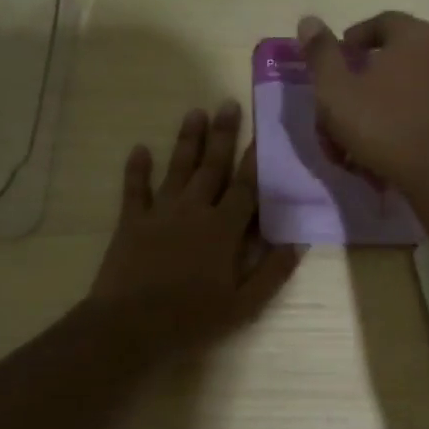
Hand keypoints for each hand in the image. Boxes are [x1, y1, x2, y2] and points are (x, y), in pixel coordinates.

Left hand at [89, 101, 301, 353]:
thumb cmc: (193, 318)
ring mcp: (160, 213)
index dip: (256, 160)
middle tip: (228, 103)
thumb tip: (297, 242)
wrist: (131, 325)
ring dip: (187, 140)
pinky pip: (134, 189)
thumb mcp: (244, 305)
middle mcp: (194, 210)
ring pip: (177, 168)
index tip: (265, 133)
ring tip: (195, 112)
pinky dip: (136, 169)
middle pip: (212, 167)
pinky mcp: (131, 222)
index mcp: (224, 229)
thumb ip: (272, 272)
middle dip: (223, 135)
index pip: (246, 187)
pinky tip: (140, 148)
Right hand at [296, 12, 428, 186]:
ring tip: (354, 133)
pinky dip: (397, 118)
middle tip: (341, 103)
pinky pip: (419, 105)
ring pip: (403, 86)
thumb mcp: (336, 90)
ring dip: (376, 105)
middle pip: (392, 56)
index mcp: (413, 34)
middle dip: (361, 79)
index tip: (334, 65)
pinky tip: (380, 144)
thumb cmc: (382, 124)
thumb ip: (321, 54)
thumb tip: (309, 21)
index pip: (379, 23)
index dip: (352, 41)